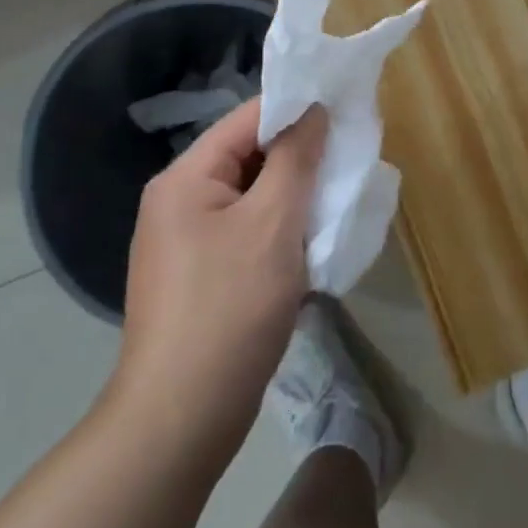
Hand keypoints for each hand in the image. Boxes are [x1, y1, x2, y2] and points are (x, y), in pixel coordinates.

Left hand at [107, 100, 327, 459]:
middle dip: (299, 157)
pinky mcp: (200, 277)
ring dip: (293, 196)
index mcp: (185, 178)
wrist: (181, 419)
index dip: (297, 109)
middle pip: (248, 157)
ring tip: (337, 198)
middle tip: (349, 158)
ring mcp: (186, 243)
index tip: (344, 109)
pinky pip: (246, 233)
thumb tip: (312, 110)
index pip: (247, 119)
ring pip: (251, 197)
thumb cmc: (230, 307)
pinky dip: (279, 230)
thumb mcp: (273, 222)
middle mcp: (178, 202)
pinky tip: (311, 243)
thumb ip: (295, 158)